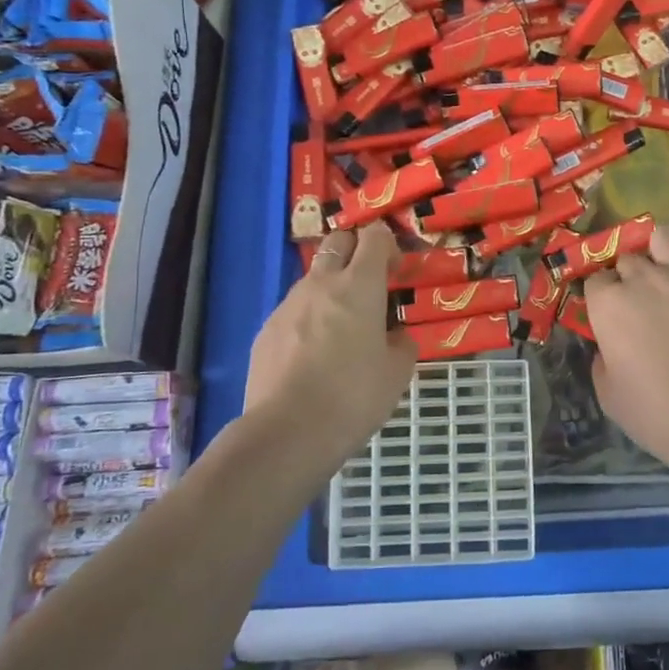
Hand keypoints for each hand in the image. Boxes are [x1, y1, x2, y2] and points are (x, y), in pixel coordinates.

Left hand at [244, 223, 414, 459]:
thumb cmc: (354, 396)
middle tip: (369, 284)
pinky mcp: (266, 330)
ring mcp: (288, 305)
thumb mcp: (398, 373)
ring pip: (313, 278)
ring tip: (341, 328)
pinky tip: (313, 356)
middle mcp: (321, 284)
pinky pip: (293, 311)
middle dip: (355, 250)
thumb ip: (402, 343)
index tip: (395, 272)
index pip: (374, 237)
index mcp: (359, 286)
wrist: (287, 432)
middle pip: (337, 241)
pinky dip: (308, 319)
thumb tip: (395, 335)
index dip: (388, 245)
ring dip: (331, 288)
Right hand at [583, 224, 668, 475]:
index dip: (601, 296)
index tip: (609, 313)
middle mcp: (642, 277)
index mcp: (608, 304)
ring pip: (661, 236)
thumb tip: (609, 347)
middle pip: (627, 258)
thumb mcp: (609, 395)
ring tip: (663, 266)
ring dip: (656, 247)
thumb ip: (602, 361)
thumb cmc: (658, 411)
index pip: (595, 281)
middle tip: (639, 298)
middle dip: (628, 274)